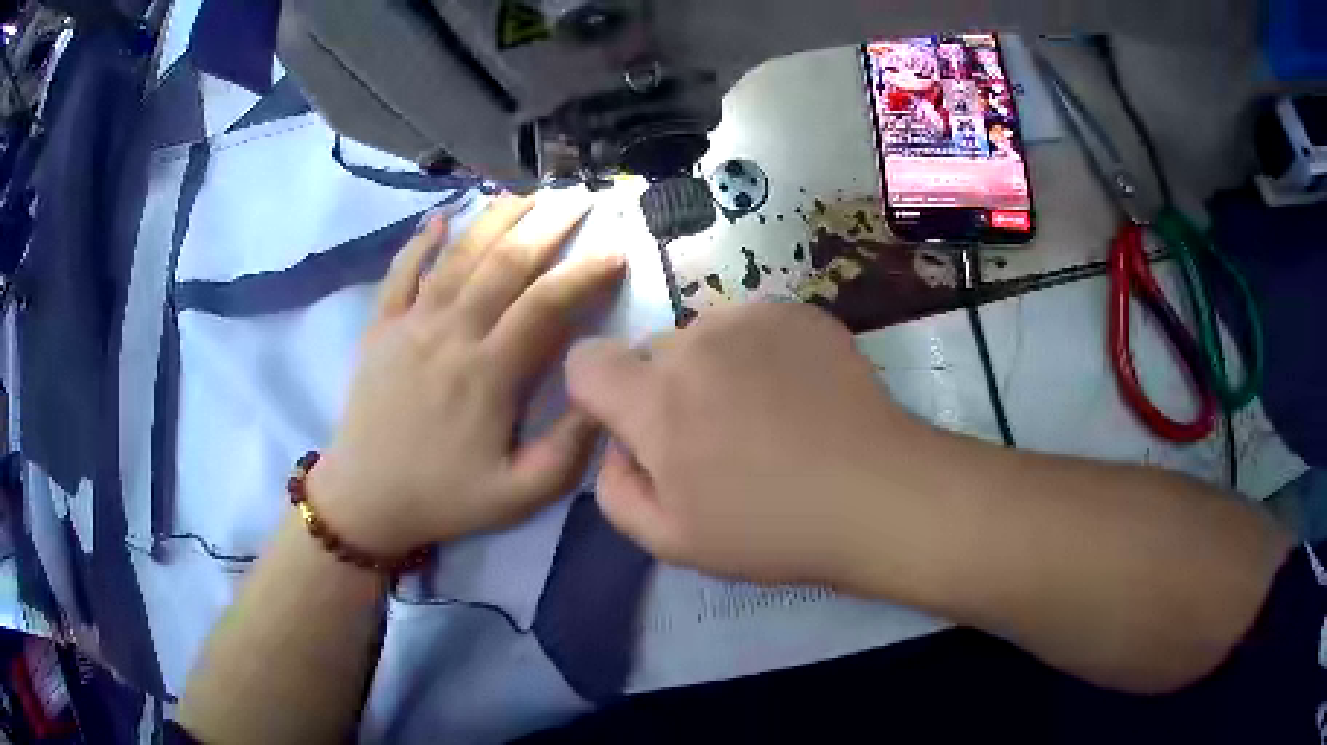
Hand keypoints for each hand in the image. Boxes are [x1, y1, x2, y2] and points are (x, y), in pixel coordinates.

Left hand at [310, 195, 625, 555]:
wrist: (364, 499)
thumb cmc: (444, 498)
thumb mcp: (518, 495)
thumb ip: (567, 450)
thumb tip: (601, 393)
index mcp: (487, 375)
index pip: (545, 306)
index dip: (584, 273)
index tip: (615, 250)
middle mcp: (450, 335)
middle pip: (504, 264)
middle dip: (547, 226)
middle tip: (580, 197)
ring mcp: (410, 325)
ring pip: (457, 256)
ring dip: (495, 219)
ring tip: (527, 194)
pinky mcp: (380, 327)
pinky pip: (400, 273)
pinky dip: (421, 242)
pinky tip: (441, 218)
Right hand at [566, 302, 940, 588]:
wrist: (877, 493)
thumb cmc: (772, 529)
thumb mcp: (672, 541)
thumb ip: (616, 490)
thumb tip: (617, 447)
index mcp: (655, 401)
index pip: (585, 361)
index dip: (600, 395)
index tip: (637, 429)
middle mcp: (694, 342)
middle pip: (651, 354)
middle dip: (664, 391)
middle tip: (717, 440)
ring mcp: (750, 319)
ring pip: (701, 337)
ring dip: (712, 370)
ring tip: (764, 417)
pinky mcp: (795, 312)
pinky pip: (749, 326)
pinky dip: (757, 354)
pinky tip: (796, 394)